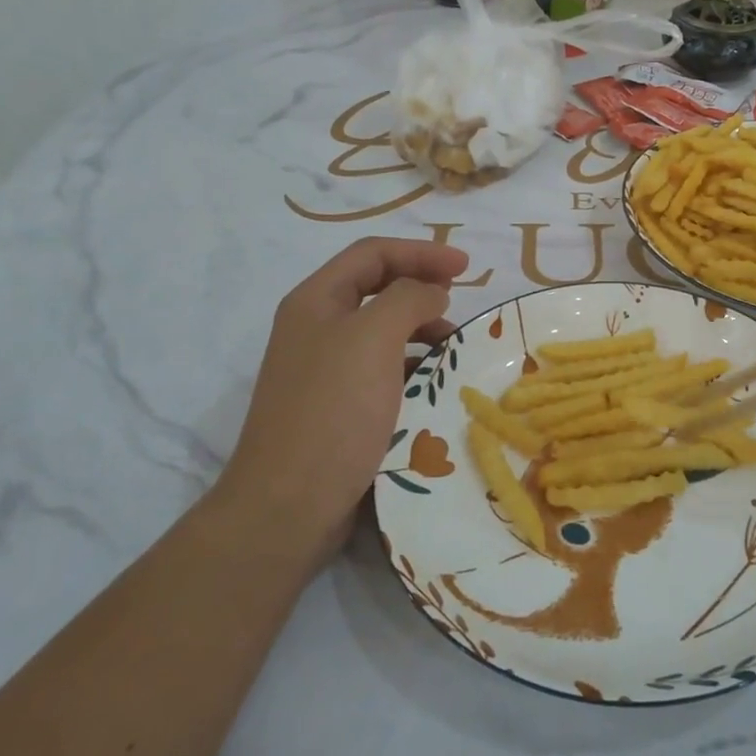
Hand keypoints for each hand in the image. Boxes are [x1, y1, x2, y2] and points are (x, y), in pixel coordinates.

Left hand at [218, 238, 468, 561]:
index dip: (421, 252)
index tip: (467, 267)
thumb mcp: (374, 337)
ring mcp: (324, 369)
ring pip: (381, 330)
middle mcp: (316, 327)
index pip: (373, 254)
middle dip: (421, 287)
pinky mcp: (337, 406)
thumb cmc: (334, 410)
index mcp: (316, 300)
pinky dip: (411, 365)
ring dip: (420, 329)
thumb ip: (409, 298)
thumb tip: (431, 292)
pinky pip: (381, 369)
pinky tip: (433, 383)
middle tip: (461, 301)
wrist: (288, 504)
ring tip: (453, 346)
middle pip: (376, 288)